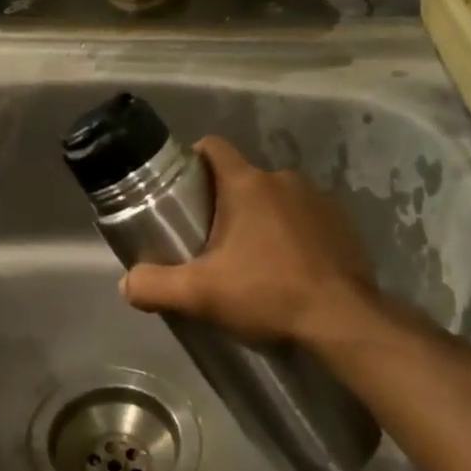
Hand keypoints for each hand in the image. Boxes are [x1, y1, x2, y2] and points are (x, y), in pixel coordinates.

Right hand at [120, 136, 377, 346]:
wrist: (343, 322)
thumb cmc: (267, 294)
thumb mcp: (199, 294)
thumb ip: (154, 285)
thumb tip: (127, 283)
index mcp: (247, 184)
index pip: (213, 147)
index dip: (192, 161)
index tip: (180, 190)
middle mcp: (285, 180)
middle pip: (241, 179)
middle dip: (223, 203)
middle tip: (209, 241)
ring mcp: (320, 200)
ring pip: (275, 200)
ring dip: (260, 220)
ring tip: (251, 260)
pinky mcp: (344, 225)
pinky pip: (306, 219)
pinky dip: (292, 236)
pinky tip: (288, 270)